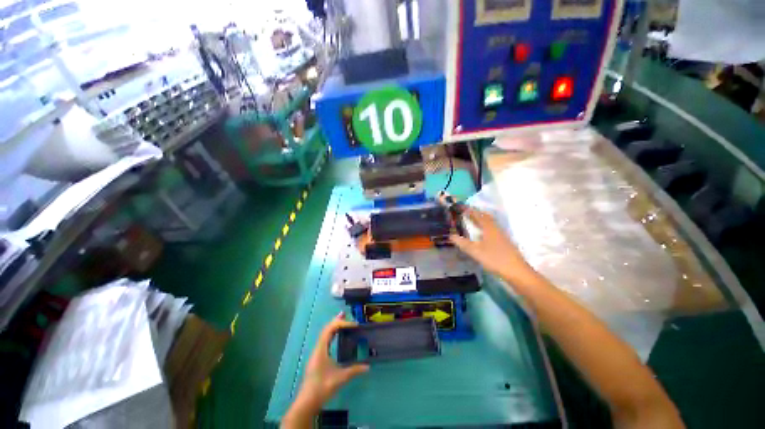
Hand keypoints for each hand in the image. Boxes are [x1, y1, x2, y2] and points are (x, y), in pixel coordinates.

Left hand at [303, 313, 369, 401]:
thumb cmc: (322, 387)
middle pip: (326, 329)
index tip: (353, 325)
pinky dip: (331, 334)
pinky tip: (336, 337)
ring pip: (325, 334)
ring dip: (333, 327)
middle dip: (336, 321)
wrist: (307, 402)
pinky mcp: (317, 358)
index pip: (330, 329)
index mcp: (321, 349)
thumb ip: (354, 370)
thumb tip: (368, 366)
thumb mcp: (340, 378)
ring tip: (342, 320)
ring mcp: (316, 353)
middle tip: (345, 314)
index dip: (342, 324)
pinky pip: (324, 340)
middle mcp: (318, 348)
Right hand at [450, 208, 537, 284]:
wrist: (517, 271)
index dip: (469, 210)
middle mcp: (495, 228)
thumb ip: (462, 243)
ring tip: (472, 220)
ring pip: (489, 223)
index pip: (477, 215)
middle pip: (485, 217)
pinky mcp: (504, 242)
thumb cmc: (495, 259)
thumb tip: (451, 236)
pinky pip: (492, 229)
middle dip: (475, 213)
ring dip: (480, 219)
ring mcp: (501, 235)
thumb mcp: (475, 251)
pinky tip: (482, 233)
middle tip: (465, 212)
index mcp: (489, 228)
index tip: (460, 207)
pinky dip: (484, 226)